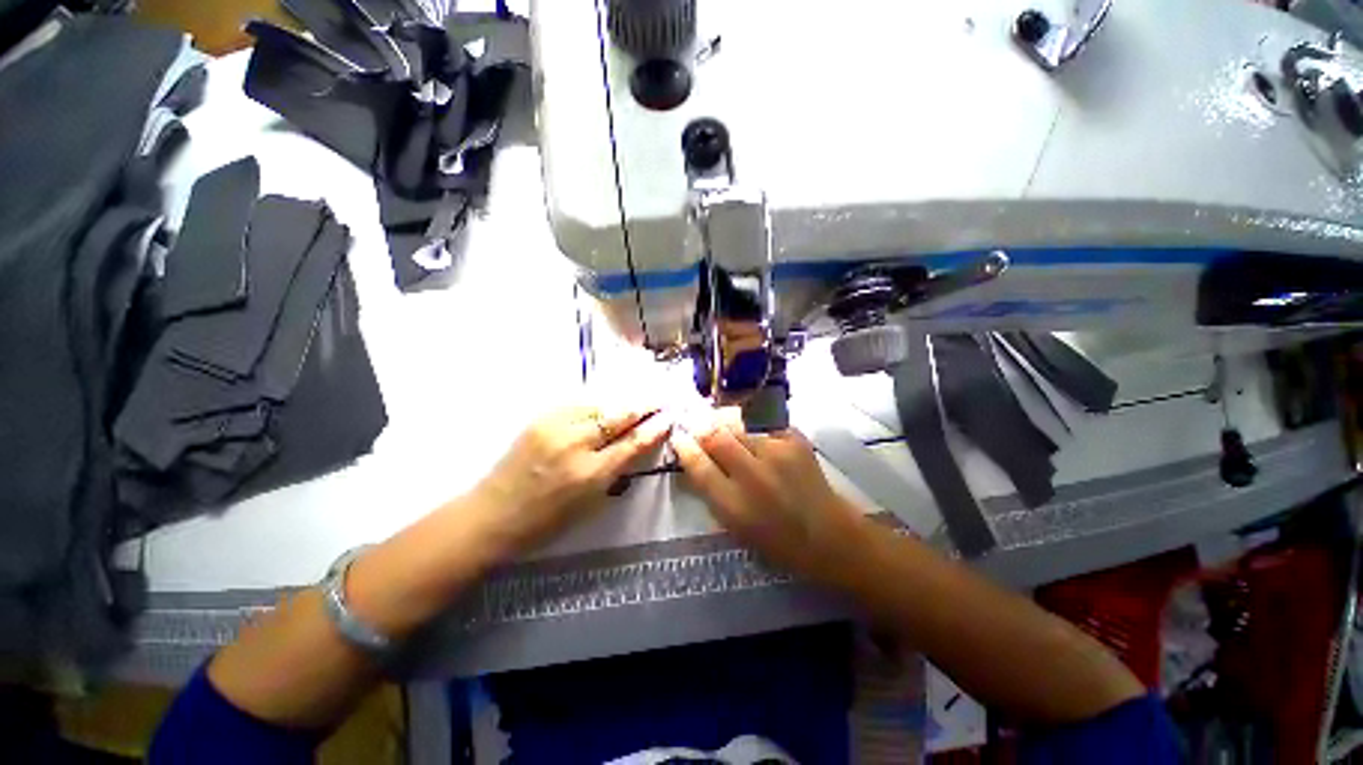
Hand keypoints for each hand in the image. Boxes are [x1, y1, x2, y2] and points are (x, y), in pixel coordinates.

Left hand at [471, 406, 671, 553]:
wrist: (492, 514)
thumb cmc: (546, 521)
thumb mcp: (590, 504)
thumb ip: (617, 471)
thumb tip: (637, 444)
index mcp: (591, 474)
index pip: (633, 443)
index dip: (654, 428)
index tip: (669, 417)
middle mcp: (576, 444)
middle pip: (619, 416)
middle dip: (644, 406)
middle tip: (659, 400)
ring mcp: (556, 426)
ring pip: (601, 404)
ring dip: (622, 403)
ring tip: (637, 400)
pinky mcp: (541, 418)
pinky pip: (579, 404)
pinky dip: (598, 404)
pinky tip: (606, 406)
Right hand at [669, 410, 867, 580]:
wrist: (829, 535)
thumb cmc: (777, 540)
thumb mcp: (735, 527)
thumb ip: (712, 492)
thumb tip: (694, 460)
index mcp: (734, 505)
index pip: (699, 466)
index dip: (684, 447)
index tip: (678, 437)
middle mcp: (754, 475)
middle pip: (716, 437)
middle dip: (701, 427)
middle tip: (696, 423)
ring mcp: (777, 454)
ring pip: (738, 425)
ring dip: (725, 423)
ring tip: (721, 423)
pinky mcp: (795, 441)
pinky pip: (763, 423)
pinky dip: (751, 424)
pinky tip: (750, 429)